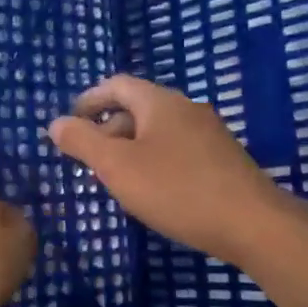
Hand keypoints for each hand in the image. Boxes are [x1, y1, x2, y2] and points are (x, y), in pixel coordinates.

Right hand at [46, 75, 295, 264]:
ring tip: (116, 177)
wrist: (251, 222)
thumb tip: (56, 123)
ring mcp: (209, 132)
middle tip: (88, 158)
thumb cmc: (176, 189)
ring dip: (132, 147)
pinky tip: (153, 190)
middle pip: (138, 107)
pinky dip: (155, 159)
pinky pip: (178, 148)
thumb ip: (83, 142)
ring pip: (159, 130)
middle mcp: (186, 107)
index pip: (117, 85)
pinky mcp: (222, 158)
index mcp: (160, 101)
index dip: (90, 99)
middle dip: (109, 128)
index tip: (70, 121)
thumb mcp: (118, 167)